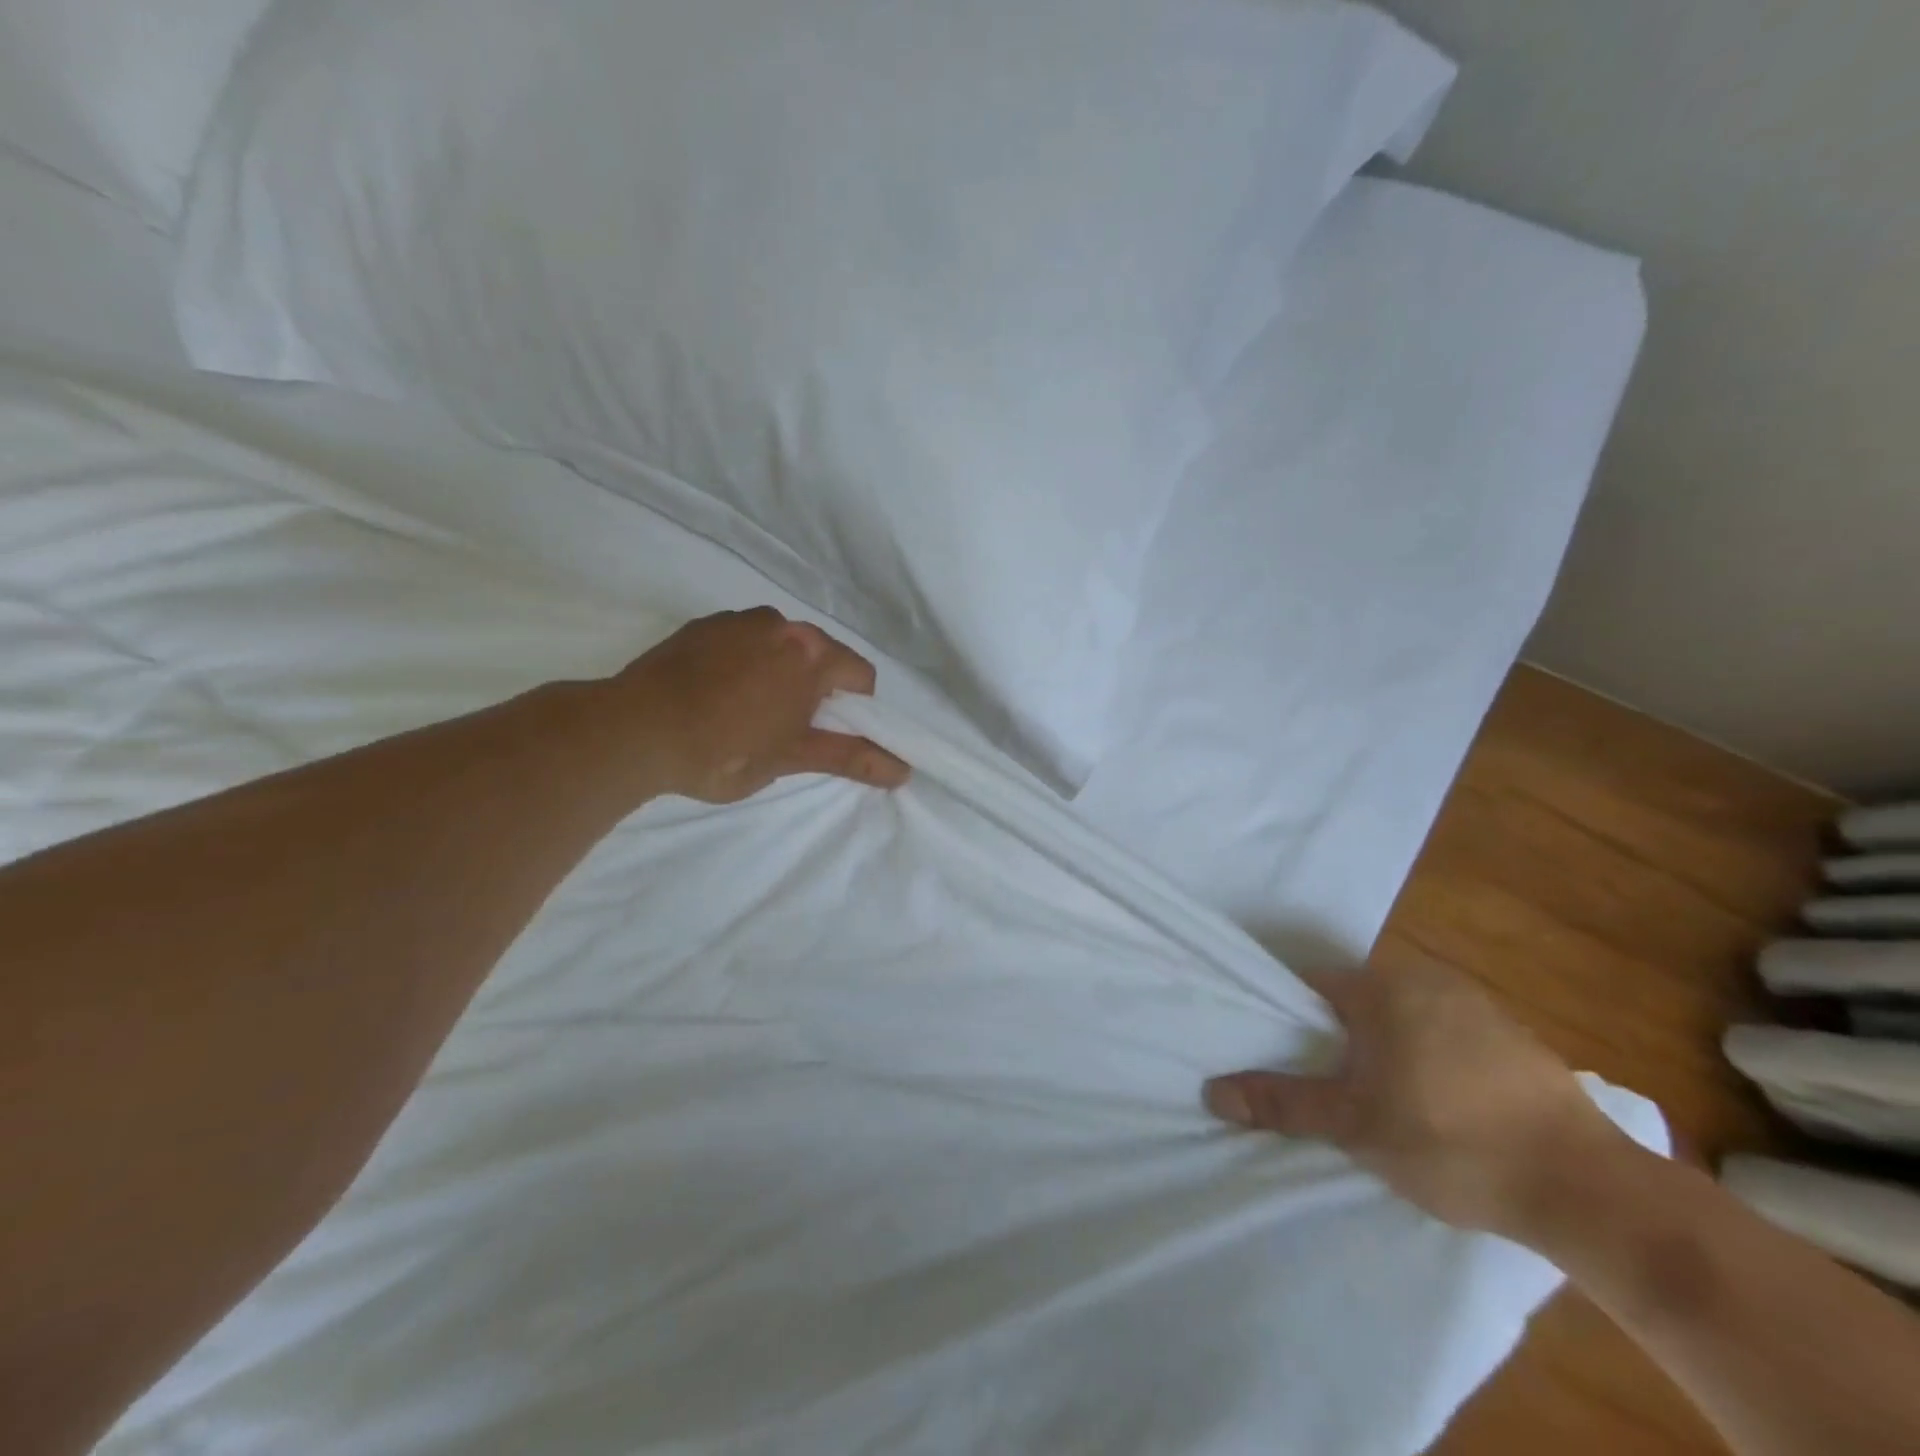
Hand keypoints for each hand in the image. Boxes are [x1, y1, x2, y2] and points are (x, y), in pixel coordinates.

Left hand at [603, 608, 910, 804]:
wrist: (633, 731)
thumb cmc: (723, 750)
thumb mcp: (791, 758)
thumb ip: (851, 757)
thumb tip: (903, 771)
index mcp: (811, 654)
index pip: (860, 675)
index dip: (852, 709)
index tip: (820, 734)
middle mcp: (780, 624)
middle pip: (821, 656)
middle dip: (813, 689)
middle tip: (782, 729)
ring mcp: (738, 620)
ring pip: (780, 647)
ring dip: (778, 673)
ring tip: (743, 712)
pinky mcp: (702, 624)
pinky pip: (742, 641)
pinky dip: (743, 662)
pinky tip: (713, 695)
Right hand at [1203, 952, 1625, 1238]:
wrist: (1589, 1190)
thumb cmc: (1450, 1140)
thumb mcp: (1353, 1125)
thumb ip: (1281, 1102)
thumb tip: (1212, 1090)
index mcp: (1383, 986)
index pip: (1312, 985)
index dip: (1289, 1019)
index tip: (1283, 1057)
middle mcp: (1429, 980)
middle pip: (1358, 1000)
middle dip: (1338, 1038)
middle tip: (1328, 1087)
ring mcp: (1479, 1007)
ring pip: (1404, 1019)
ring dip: (1385, 1050)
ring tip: (1381, 1103)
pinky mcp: (1516, 1041)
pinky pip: (1448, 1037)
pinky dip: (1431, 1060)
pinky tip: (1441, 1109)